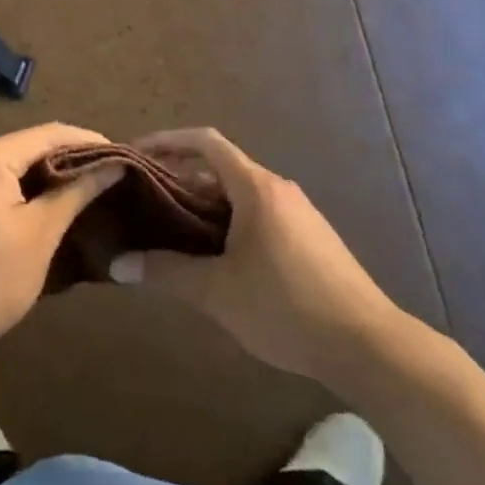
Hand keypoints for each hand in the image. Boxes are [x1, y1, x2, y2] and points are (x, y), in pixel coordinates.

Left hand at [0, 123, 126, 359]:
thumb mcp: (41, 234)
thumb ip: (77, 192)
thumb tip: (113, 165)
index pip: (49, 133)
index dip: (88, 141)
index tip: (121, 154)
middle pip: (25, 144)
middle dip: (66, 156)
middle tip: (104, 173)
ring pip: (7, 162)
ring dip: (42, 172)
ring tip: (79, 187)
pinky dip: (17, 186)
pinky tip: (39, 203)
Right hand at [109, 128, 397, 384]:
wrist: (366, 344)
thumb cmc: (286, 306)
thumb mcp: (218, 292)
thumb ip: (167, 273)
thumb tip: (118, 265)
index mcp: (256, 187)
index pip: (205, 142)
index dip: (168, 140)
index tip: (137, 152)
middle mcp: (277, 189)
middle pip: (220, 168)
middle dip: (181, 178)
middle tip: (145, 200)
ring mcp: (298, 212)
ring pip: (240, 194)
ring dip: (205, 204)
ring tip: (172, 231)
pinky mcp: (309, 237)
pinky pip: (259, 214)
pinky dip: (229, 221)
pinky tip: (216, 258)